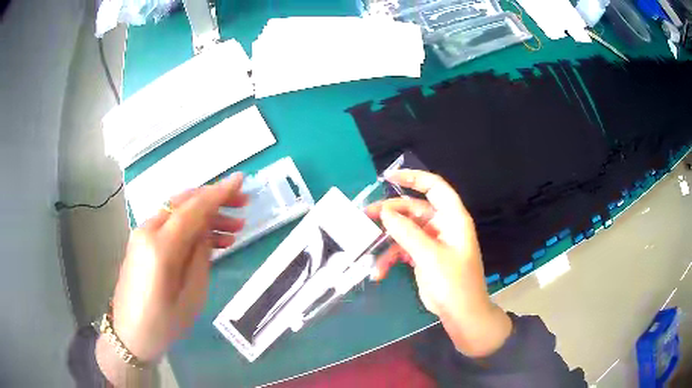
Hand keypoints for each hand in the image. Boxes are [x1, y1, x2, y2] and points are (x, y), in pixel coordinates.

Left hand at [96, 173, 246, 384]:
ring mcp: (142, 234)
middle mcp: (148, 231)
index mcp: (161, 247)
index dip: (218, 193)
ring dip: (205, 215)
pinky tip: (210, 239)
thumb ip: (200, 257)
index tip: (240, 180)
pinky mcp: (141, 241)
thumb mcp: (192, 296)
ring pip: (177, 211)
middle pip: (184, 203)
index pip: (193, 209)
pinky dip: (190, 225)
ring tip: (233, 230)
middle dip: (214, 200)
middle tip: (242, 207)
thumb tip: (207, 231)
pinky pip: (169, 224)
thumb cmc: (164, 323)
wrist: (130, 334)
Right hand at [366, 170, 510, 357]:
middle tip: (366, 215)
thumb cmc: (454, 283)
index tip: (388, 179)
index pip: (435, 188)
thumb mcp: (430, 256)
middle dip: (390, 213)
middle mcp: (442, 226)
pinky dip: (391, 258)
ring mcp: (432, 242)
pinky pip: (403, 249)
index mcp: (453, 218)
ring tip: (367, 246)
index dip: (414, 178)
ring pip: (405, 230)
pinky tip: (379, 272)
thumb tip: (385, 213)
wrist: (461, 313)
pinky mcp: (423, 257)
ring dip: (387, 240)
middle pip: (414, 209)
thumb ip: (407, 233)